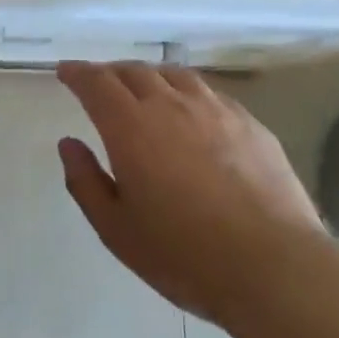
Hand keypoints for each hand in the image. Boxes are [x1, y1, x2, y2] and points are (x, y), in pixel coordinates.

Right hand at [57, 62, 326, 322]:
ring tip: (143, 89)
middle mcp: (171, 105)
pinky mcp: (250, 123)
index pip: (96, 83)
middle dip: (110, 73)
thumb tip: (69, 143)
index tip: (66, 72)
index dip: (78, 73)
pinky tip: (191, 111)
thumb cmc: (183, 254)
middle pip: (134, 72)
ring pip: (174, 75)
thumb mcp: (116, 229)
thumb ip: (85, 181)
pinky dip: (186, 92)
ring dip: (149, 76)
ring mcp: (215, 110)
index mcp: (131, 127)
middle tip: (100, 84)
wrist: (272, 265)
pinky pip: (208, 93)